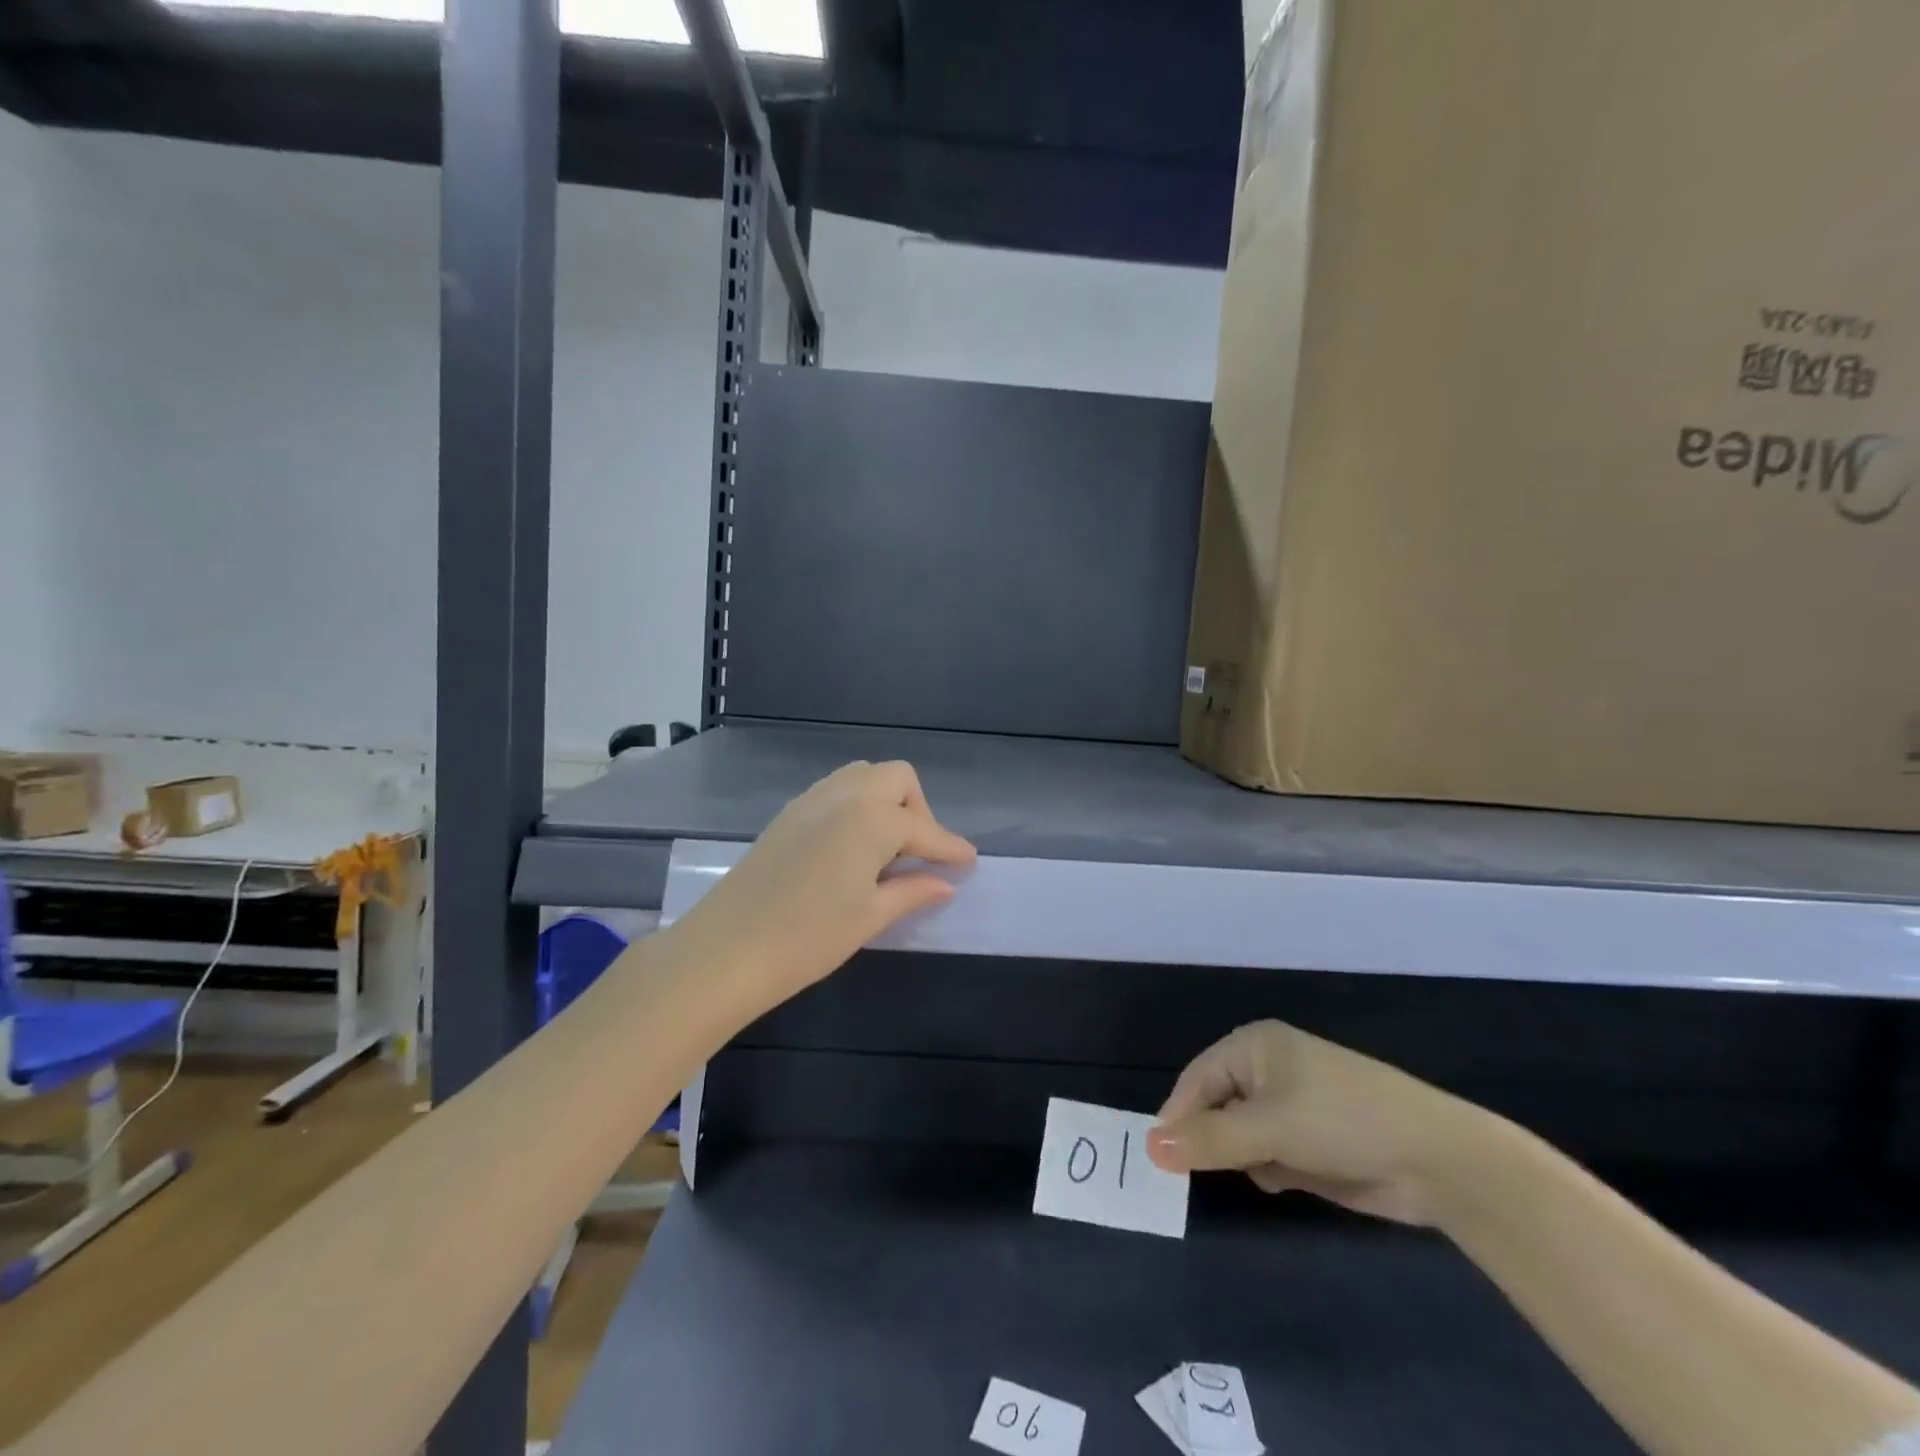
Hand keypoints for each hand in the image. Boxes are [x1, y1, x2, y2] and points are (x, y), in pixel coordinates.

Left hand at [671, 760, 976, 1019]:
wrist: (726, 950)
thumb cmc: (808, 937)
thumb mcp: (869, 916)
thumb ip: (911, 891)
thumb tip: (944, 883)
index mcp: (871, 818)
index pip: (924, 828)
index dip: (950, 847)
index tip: (969, 862)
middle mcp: (844, 795)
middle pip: (896, 779)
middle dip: (918, 809)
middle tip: (918, 855)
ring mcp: (810, 801)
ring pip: (863, 777)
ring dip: (885, 802)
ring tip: (886, 850)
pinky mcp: (787, 814)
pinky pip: (836, 792)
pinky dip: (856, 807)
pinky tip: (851, 849)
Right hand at [1145, 1020, 1485, 1225]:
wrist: (1438, 1160)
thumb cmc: (1342, 1122)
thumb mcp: (1268, 1129)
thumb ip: (1208, 1140)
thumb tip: (1149, 1147)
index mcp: (1253, 1046)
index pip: (1196, 1080)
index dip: (1178, 1117)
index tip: (1161, 1160)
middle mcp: (1268, 1069)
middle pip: (1216, 1106)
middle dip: (1213, 1139)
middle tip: (1206, 1174)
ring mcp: (1292, 1105)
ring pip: (1241, 1134)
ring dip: (1246, 1157)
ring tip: (1270, 1170)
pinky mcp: (1312, 1139)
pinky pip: (1269, 1153)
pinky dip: (1273, 1168)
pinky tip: (1292, 1179)